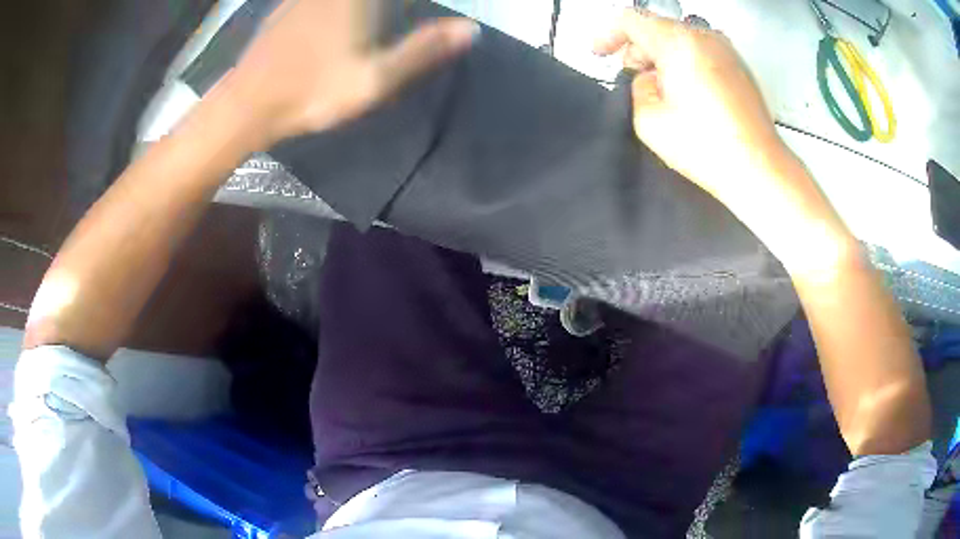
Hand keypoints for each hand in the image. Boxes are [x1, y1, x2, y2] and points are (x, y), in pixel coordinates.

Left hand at [224, 0, 477, 148]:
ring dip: (367, 7)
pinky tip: (339, 16)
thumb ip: (423, 50)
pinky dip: (337, 7)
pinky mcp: (287, 6)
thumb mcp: (375, 80)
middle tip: (399, 14)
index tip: (413, 9)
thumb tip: (471, 28)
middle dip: (388, 6)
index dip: (409, 3)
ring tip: (377, 17)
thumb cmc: (312, 93)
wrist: (247, 105)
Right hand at [594, 9, 854, 273]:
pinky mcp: (739, 67)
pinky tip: (687, 93)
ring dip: (662, 57)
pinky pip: (701, 52)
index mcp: (678, 42)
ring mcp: (726, 50)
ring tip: (661, 90)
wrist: (760, 169)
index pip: (632, 20)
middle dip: (639, 49)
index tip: (599, 53)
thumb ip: (637, 87)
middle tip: (633, 80)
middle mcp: (704, 36)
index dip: (609, 34)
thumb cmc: (705, 146)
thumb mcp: (649, 119)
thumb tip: (650, 78)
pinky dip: (685, 63)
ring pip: (681, 39)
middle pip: (658, 27)